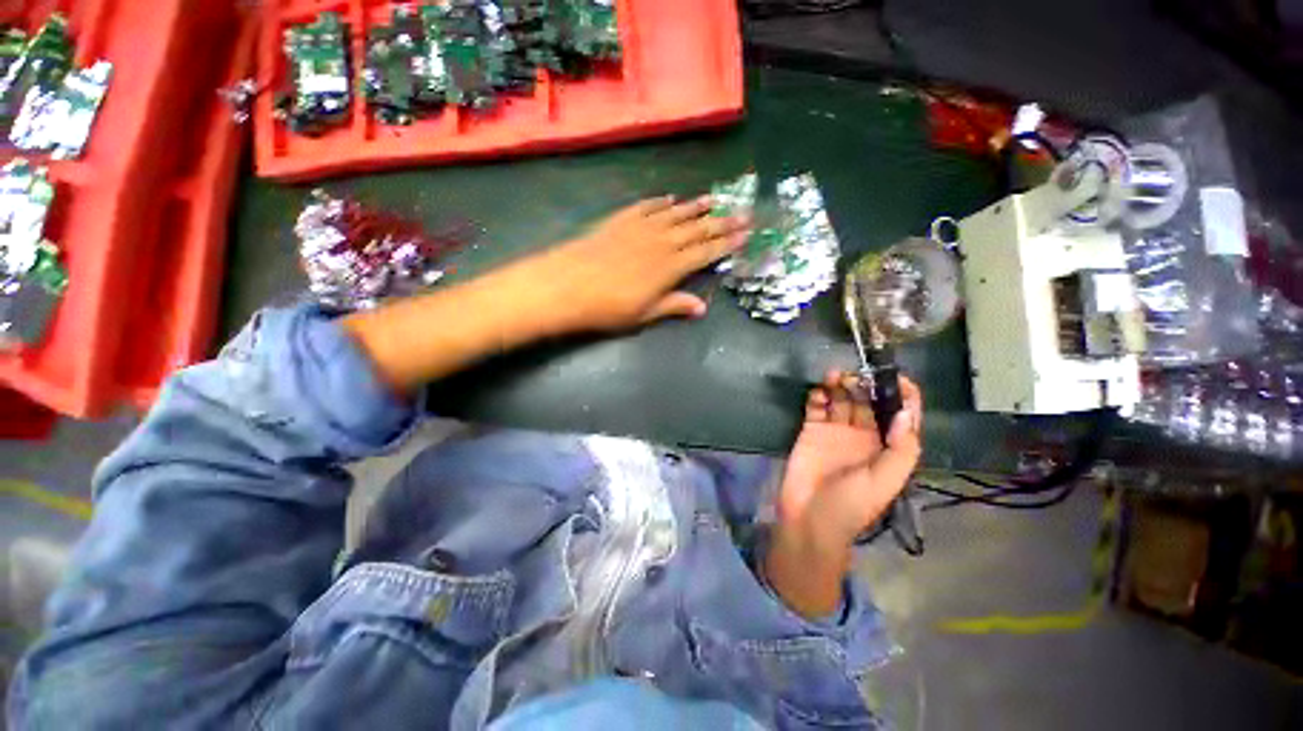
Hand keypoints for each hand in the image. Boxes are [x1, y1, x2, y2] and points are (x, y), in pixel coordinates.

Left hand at [519, 196, 750, 333]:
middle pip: (697, 229)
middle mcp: (660, 242)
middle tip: (744, 212)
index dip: (727, 244)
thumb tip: (702, 308)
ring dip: (695, 207)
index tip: (745, 234)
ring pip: (675, 214)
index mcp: (669, 267)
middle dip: (722, 221)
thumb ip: (673, 305)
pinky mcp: (619, 220)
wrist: (565, 285)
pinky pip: (646, 207)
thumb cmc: (606, 307)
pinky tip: (670, 199)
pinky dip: (660, 202)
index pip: (705, 252)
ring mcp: (640, 228)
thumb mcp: (643, 314)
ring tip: (714, 199)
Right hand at [763, 370, 923, 617]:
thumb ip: (901, 449)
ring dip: (840, 385)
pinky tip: (818, 392)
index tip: (895, 376)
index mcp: (886, 446)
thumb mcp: (884, 482)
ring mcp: (835, 431)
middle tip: (855, 375)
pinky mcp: (811, 430)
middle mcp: (863, 434)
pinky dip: (817, 396)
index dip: (903, 394)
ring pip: (841, 399)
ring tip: (834, 376)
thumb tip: (906, 413)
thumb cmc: (851, 505)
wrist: (809, 518)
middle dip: (865, 385)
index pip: (901, 415)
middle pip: (868, 401)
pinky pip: (816, 407)